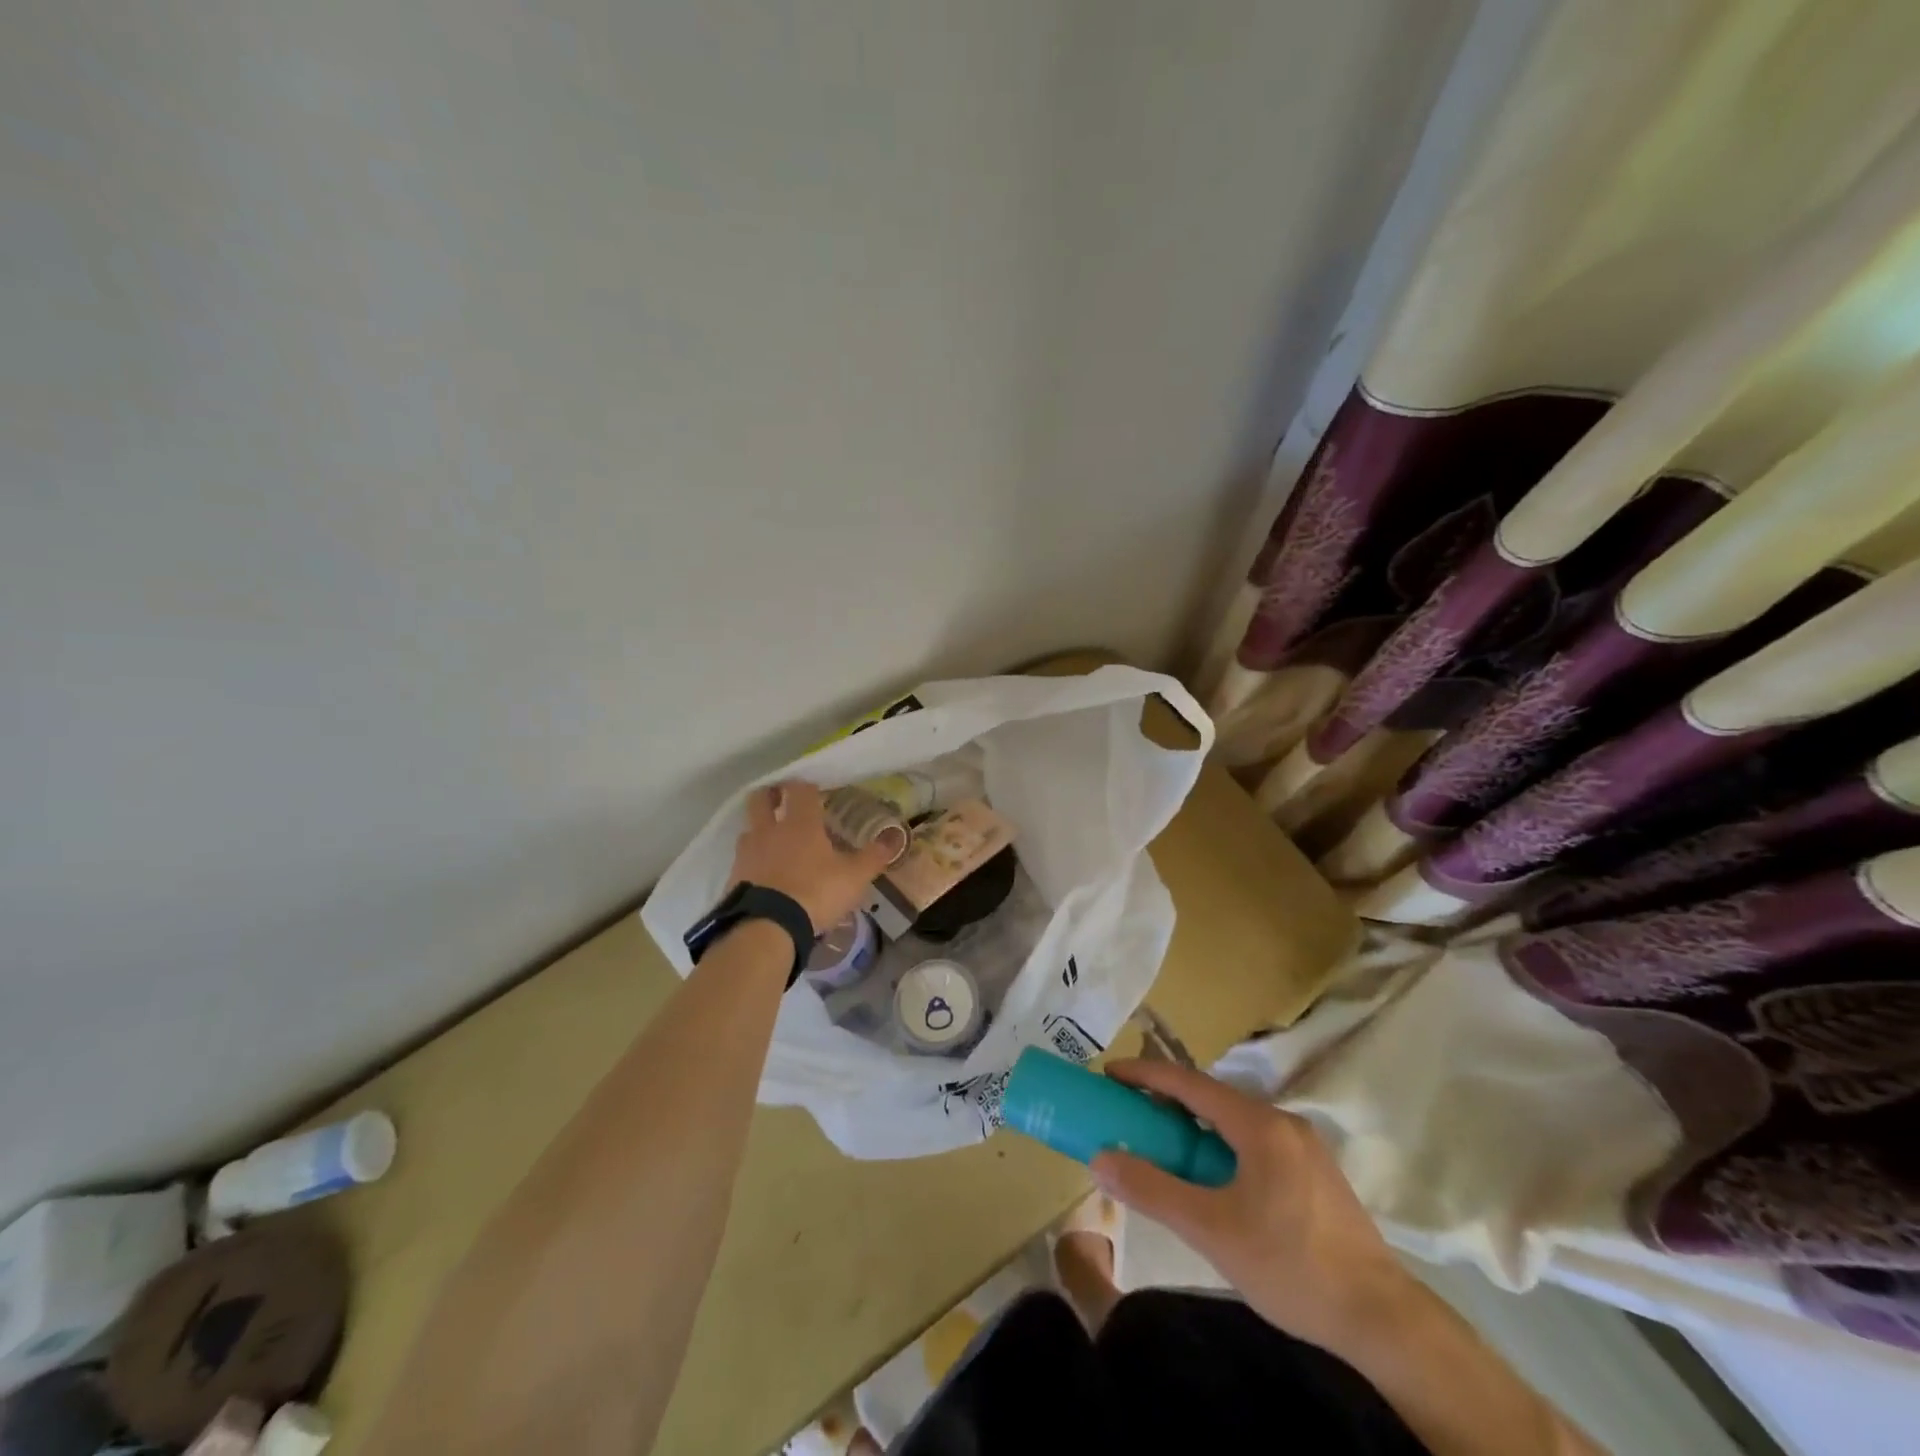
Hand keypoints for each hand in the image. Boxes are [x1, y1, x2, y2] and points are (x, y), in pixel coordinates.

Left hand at [728, 780, 896, 930]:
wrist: (767, 928)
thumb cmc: (815, 893)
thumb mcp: (854, 877)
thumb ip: (874, 856)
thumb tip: (896, 837)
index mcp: (800, 823)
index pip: (800, 790)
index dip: (806, 786)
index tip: (814, 790)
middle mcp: (769, 830)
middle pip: (760, 799)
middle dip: (771, 795)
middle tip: (782, 800)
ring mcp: (747, 853)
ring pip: (749, 829)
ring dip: (760, 830)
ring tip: (774, 842)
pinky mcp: (734, 877)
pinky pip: (743, 860)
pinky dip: (753, 861)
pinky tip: (765, 875)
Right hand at [1089, 1059, 1413, 1354]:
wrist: (1383, 1321)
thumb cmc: (1291, 1266)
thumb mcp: (1211, 1230)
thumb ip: (1153, 1190)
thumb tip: (1101, 1159)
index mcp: (1258, 1124)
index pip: (1189, 1082)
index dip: (1145, 1073)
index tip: (1110, 1073)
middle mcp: (1283, 1122)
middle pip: (1213, 1097)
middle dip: (1167, 1100)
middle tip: (1130, 1112)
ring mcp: (1304, 1147)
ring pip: (1235, 1121)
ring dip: (1195, 1125)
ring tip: (1164, 1146)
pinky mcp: (1316, 1174)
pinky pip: (1255, 1141)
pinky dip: (1221, 1144)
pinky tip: (1212, 1177)